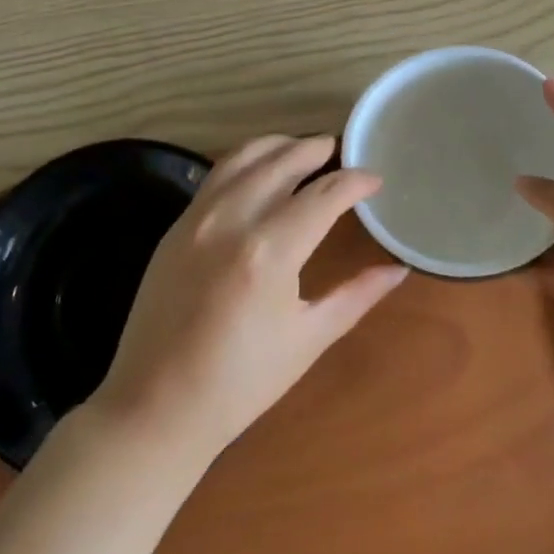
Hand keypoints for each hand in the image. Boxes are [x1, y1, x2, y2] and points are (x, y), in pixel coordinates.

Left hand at [94, 135, 407, 462]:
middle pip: (282, 161)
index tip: (374, 180)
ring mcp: (197, 218)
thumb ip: (357, 295)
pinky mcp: (176, 226)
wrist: (155, 407)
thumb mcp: (308, 339)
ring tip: (302, 151)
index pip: (323, 195)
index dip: (355, 181)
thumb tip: (398, 269)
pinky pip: (216, 176)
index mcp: (270, 251)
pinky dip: (245, 162)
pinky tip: (260, 173)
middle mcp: (231, 220)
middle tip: (340, 151)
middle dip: (316, 149)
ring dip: (278, 146)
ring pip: (243, 157)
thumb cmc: (241, 382)